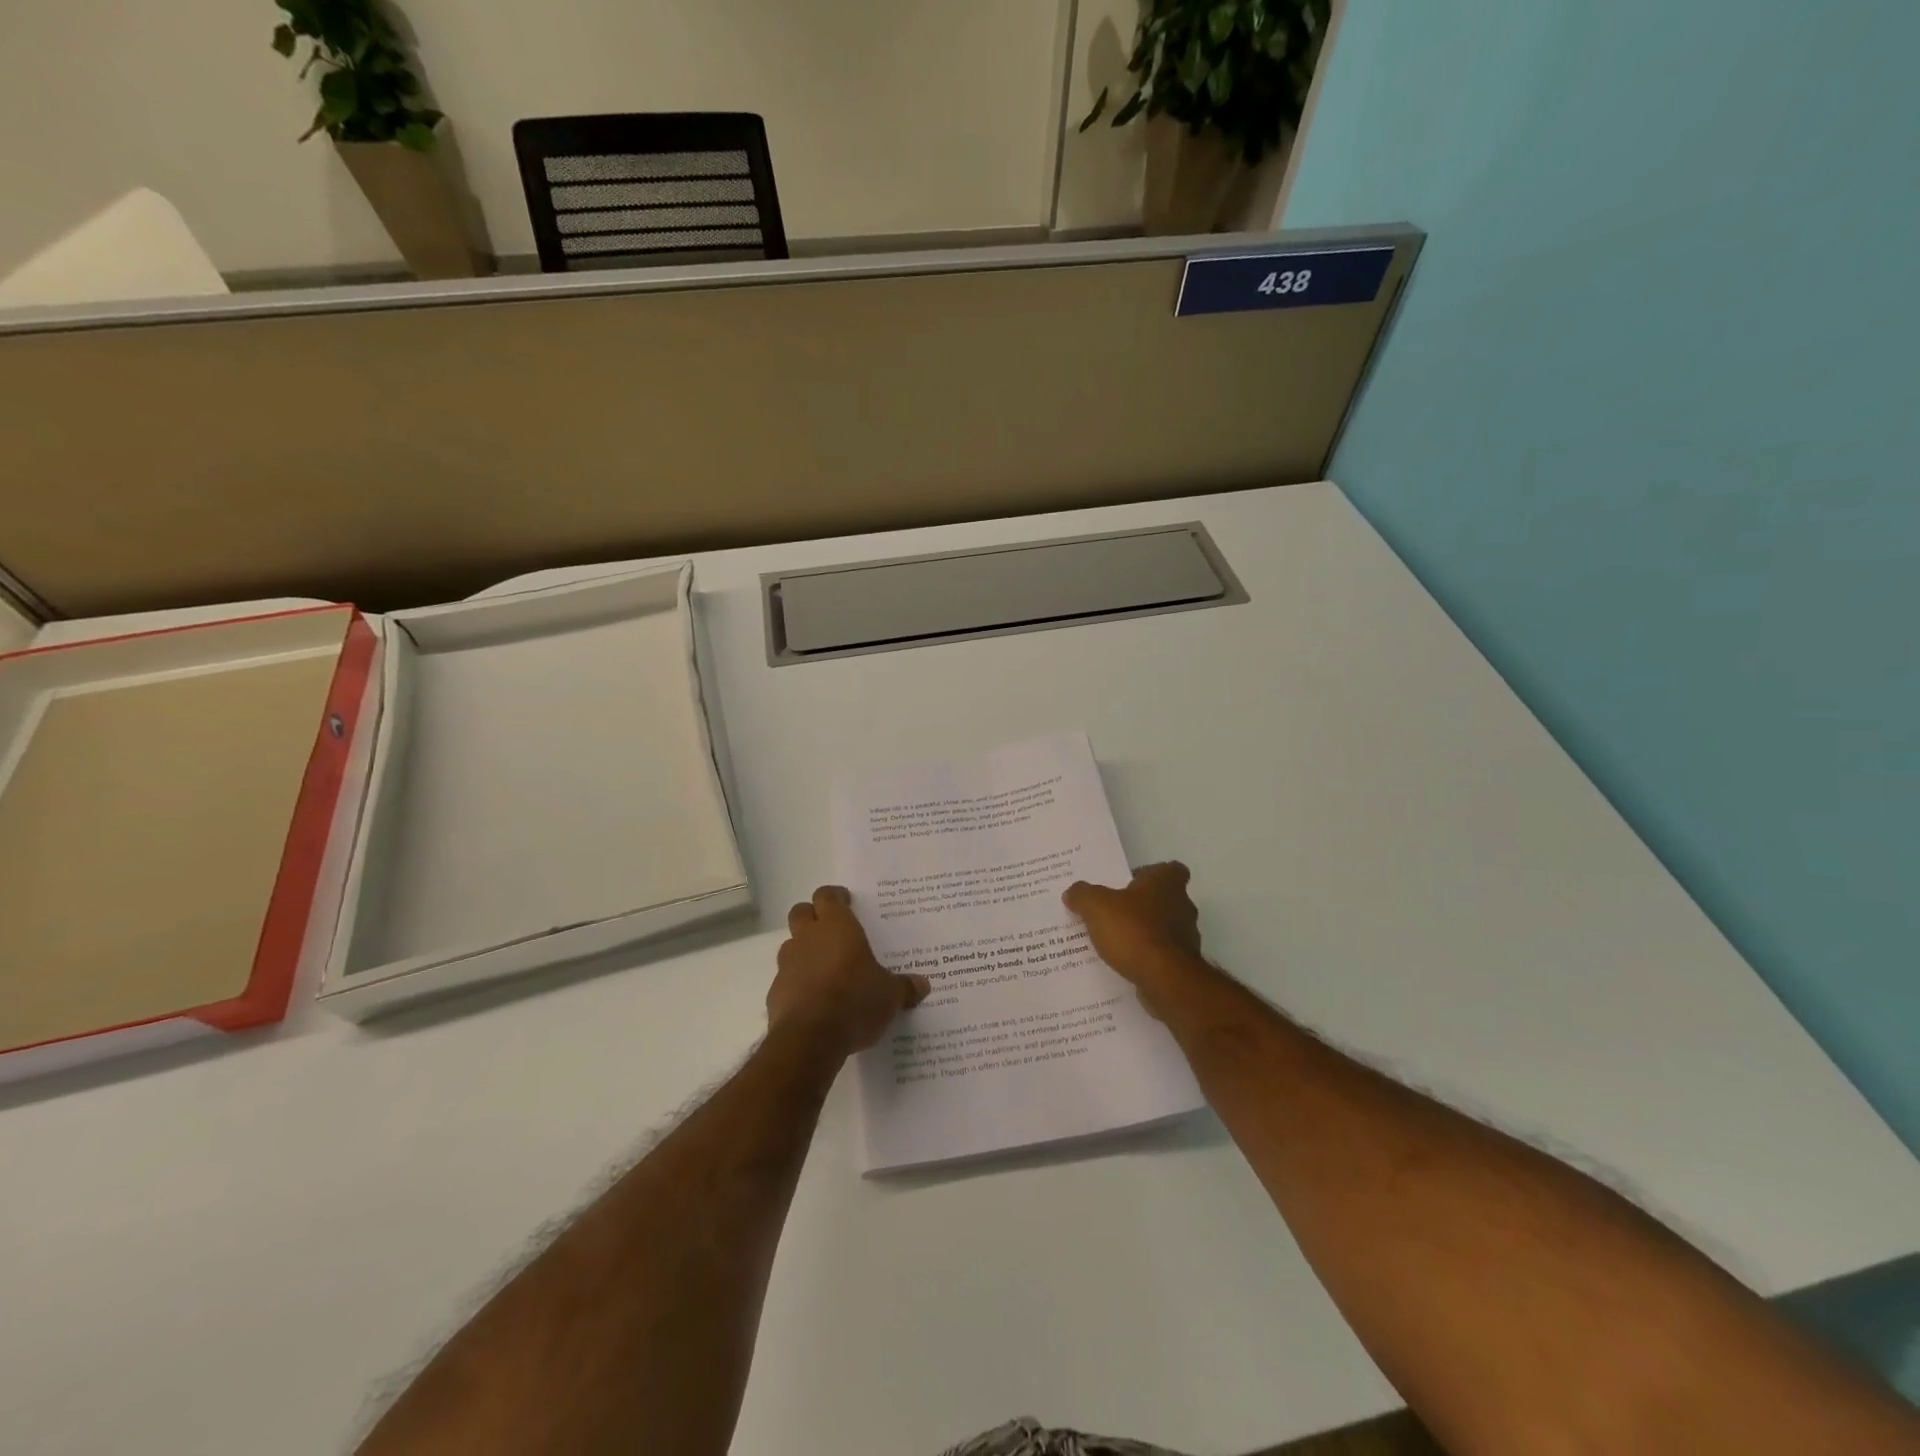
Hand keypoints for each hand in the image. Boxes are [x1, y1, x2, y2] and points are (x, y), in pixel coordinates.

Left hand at [767, 886, 930, 1058]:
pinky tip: (814, 1000)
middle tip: (831, 930)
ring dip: (804, 950)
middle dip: (813, 916)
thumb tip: (923, 985)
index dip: (835, 896)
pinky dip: (797, 983)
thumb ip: (904, 987)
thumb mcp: (890, 996)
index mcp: (837, 927)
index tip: (846, 901)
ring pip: (791, 945)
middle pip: (801, 912)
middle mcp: (808, 938)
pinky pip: (786, 979)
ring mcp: (788, 964)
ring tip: (825, 968)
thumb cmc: (855, 1001)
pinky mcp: (776, 992)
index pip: (827, 895)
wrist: (810, 1038)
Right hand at [1062, 862, 1205, 1016]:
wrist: (1164, 979)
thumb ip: (1082, 895)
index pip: (1171, 869)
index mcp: (1167, 883)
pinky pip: (1162, 954)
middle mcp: (1183, 906)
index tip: (1131, 883)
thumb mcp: (1096, 906)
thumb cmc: (1133, 930)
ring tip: (1116, 941)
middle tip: (1114, 912)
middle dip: (1143, 905)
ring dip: (1145, 932)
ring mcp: (1187, 937)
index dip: (1152, 874)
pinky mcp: (1183, 964)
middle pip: (1165, 899)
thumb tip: (1072, 892)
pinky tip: (1126, 963)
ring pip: (1164, 928)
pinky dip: (1148, 956)